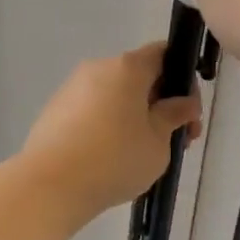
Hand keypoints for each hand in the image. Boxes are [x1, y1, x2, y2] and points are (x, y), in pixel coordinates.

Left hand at [21, 44, 201, 217]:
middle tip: (173, 140)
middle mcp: (97, 68)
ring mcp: (71, 89)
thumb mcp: (158, 142)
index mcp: (127, 67)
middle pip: (138, 77)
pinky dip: (107, 125)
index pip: (163, 55)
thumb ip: (175, 116)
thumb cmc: (115, 159)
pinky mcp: (54, 111)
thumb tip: (184, 102)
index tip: (188, 113)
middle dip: (160, 104)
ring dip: (134, 116)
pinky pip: (92, 110)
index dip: (183, 79)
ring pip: (114, 95)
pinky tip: (110, 157)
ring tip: (141, 154)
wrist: (51, 185)